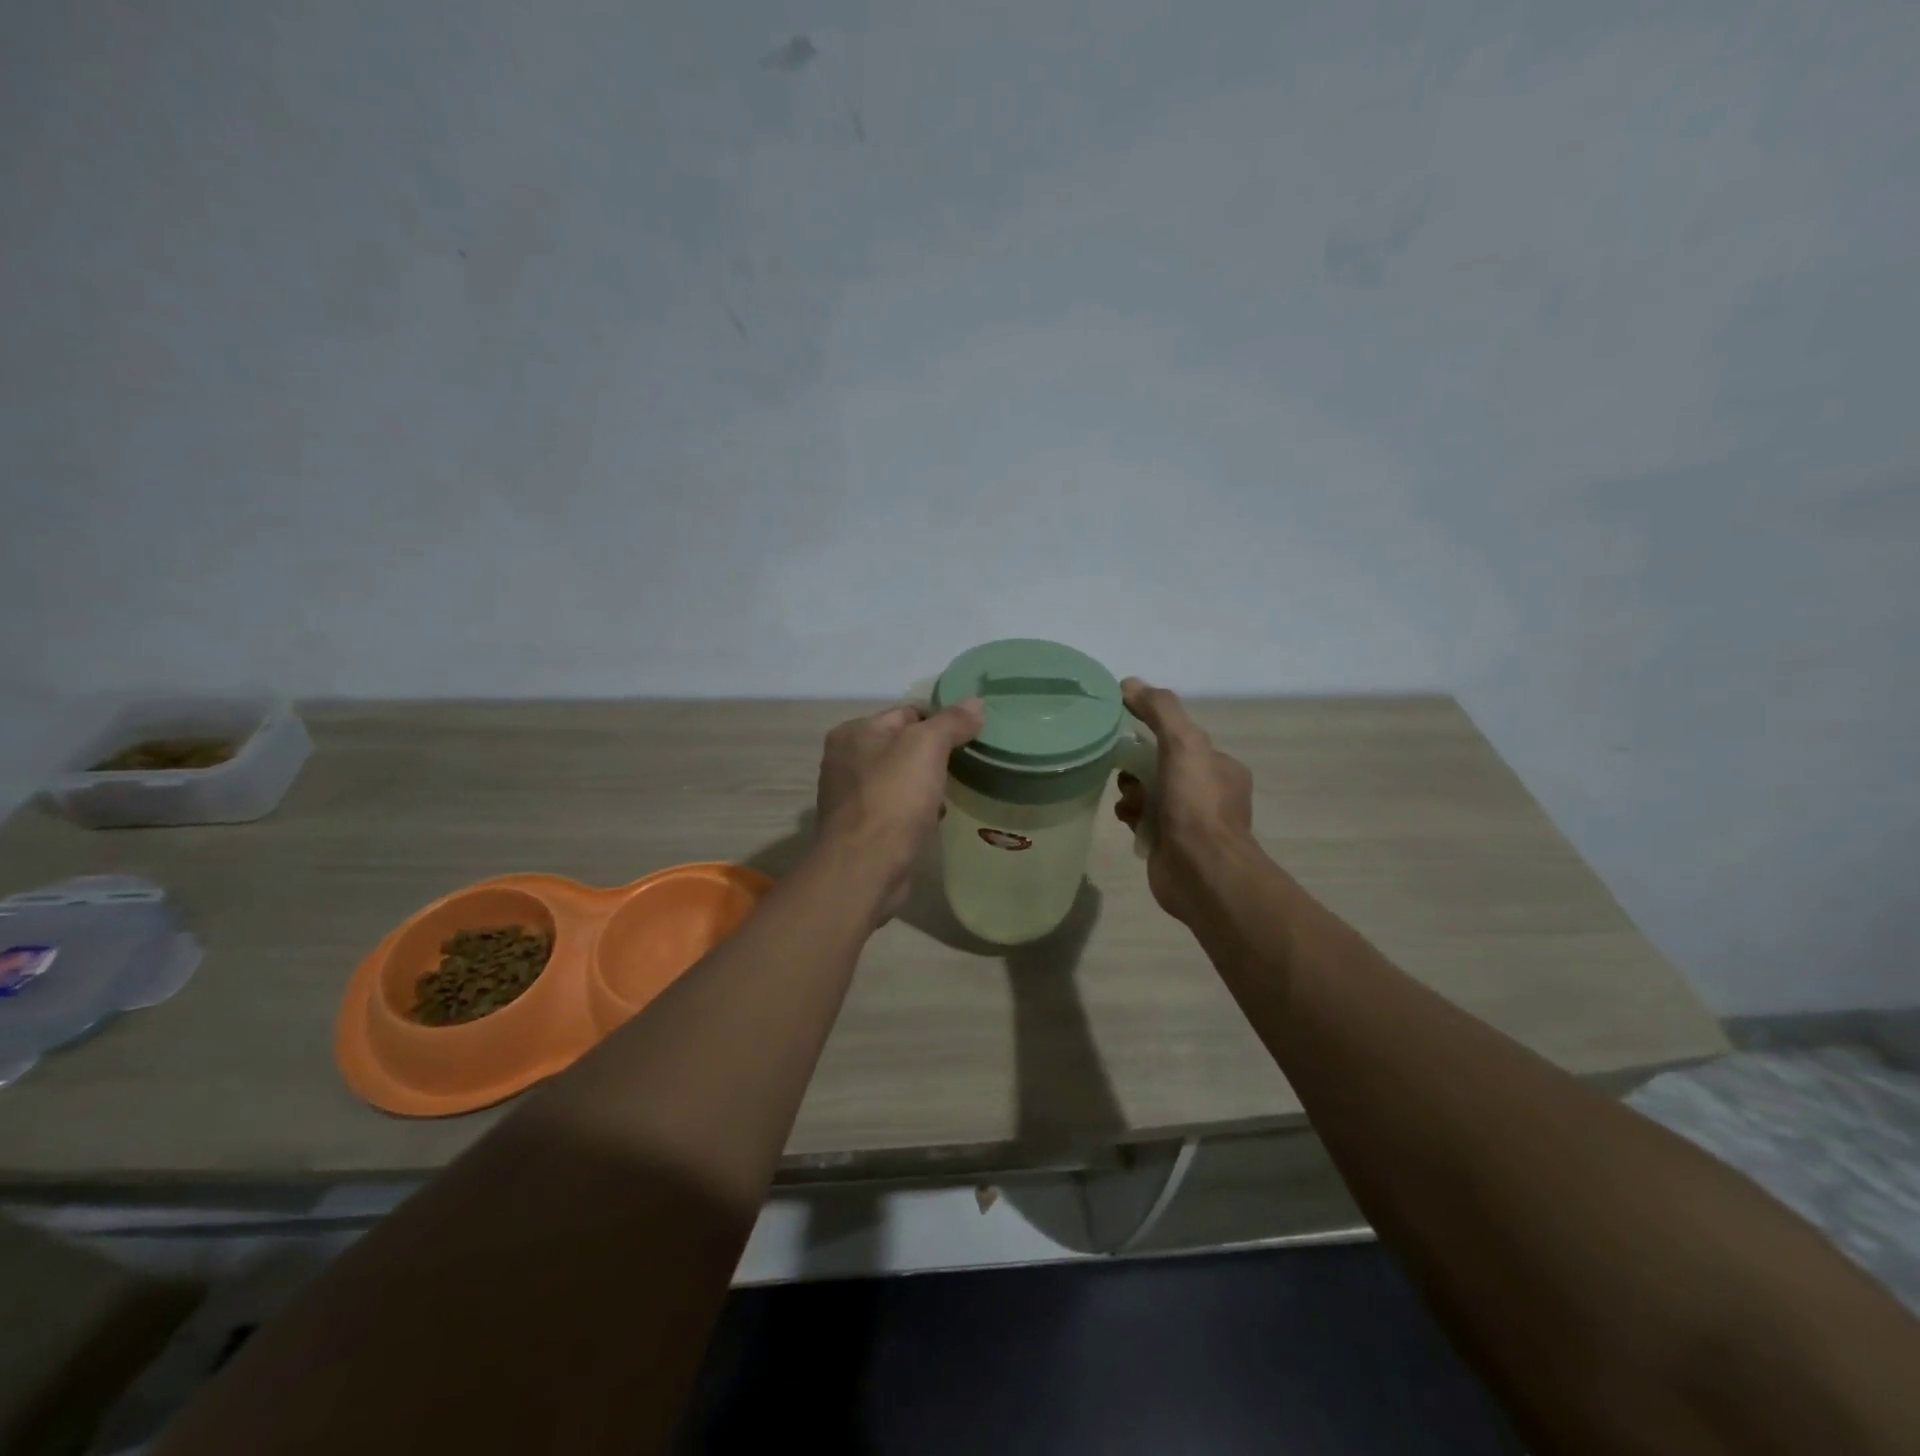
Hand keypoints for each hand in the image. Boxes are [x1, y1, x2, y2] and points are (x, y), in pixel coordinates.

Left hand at [814, 698, 984, 919]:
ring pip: (901, 780)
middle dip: (934, 756)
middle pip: (902, 746)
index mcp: (854, 733)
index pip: (906, 713)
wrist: (865, 868)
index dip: (940, 721)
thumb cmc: (893, 798)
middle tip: (966, 764)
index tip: (970, 735)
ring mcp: (851, 797)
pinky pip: (896, 809)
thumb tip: (977, 703)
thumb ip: (952, 722)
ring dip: (926, 786)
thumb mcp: (927, 747)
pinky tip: (934, 820)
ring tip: (952, 793)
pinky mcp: (861, 829)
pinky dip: (916, 812)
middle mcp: (845, 760)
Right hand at [1115, 678, 1257, 924]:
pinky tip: (1125, 818)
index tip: (1126, 733)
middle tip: (1123, 771)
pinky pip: (1142, 819)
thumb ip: (1159, 710)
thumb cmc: (1197, 804)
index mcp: (1219, 767)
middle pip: (1161, 765)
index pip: (1180, 739)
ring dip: (1131, 790)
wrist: (1201, 871)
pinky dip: (1130, 815)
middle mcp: (1207, 792)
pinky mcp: (1168, 844)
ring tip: (1127, 798)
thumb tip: (1129, 683)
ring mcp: (1189, 821)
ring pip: (1149, 792)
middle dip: (1137, 765)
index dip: (1152, 733)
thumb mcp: (1183, 743)